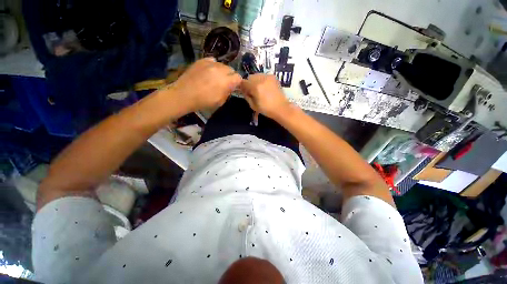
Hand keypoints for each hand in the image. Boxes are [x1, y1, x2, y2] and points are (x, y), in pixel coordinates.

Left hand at [170, 58, 241, 112]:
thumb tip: (230, 87)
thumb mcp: (220, 101)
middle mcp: (220, 69)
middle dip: (230, 76)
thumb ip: (228, 92)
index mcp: (226, 81)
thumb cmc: (204, 102)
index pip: (238, 77)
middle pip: (231, 69)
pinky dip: (214, 66)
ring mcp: (210, 63)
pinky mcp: (201, 60)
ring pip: (222, 65)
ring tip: (215, 77)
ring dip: (222, 71)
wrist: (184, 95)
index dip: (237, 82)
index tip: (233, 86)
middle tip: (224, 82)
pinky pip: (213, 60)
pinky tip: (209, 71)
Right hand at [240, 74, 291, 119]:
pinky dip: (262, 80)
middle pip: (250, 77)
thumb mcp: (253, 106)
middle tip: (252, 91)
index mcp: (255, 87)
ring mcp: (268, 77)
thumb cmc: (266, 109)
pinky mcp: (273, 77)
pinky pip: (263, 76)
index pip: (243, 82)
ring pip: (257, 75)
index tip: (245, 92)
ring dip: (255, 81)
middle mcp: (261, 79)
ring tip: (259, 89)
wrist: (281, 108)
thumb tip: (244, 91)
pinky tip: (265, 87)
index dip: (242, 87)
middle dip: (249, 83)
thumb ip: (247, 96)